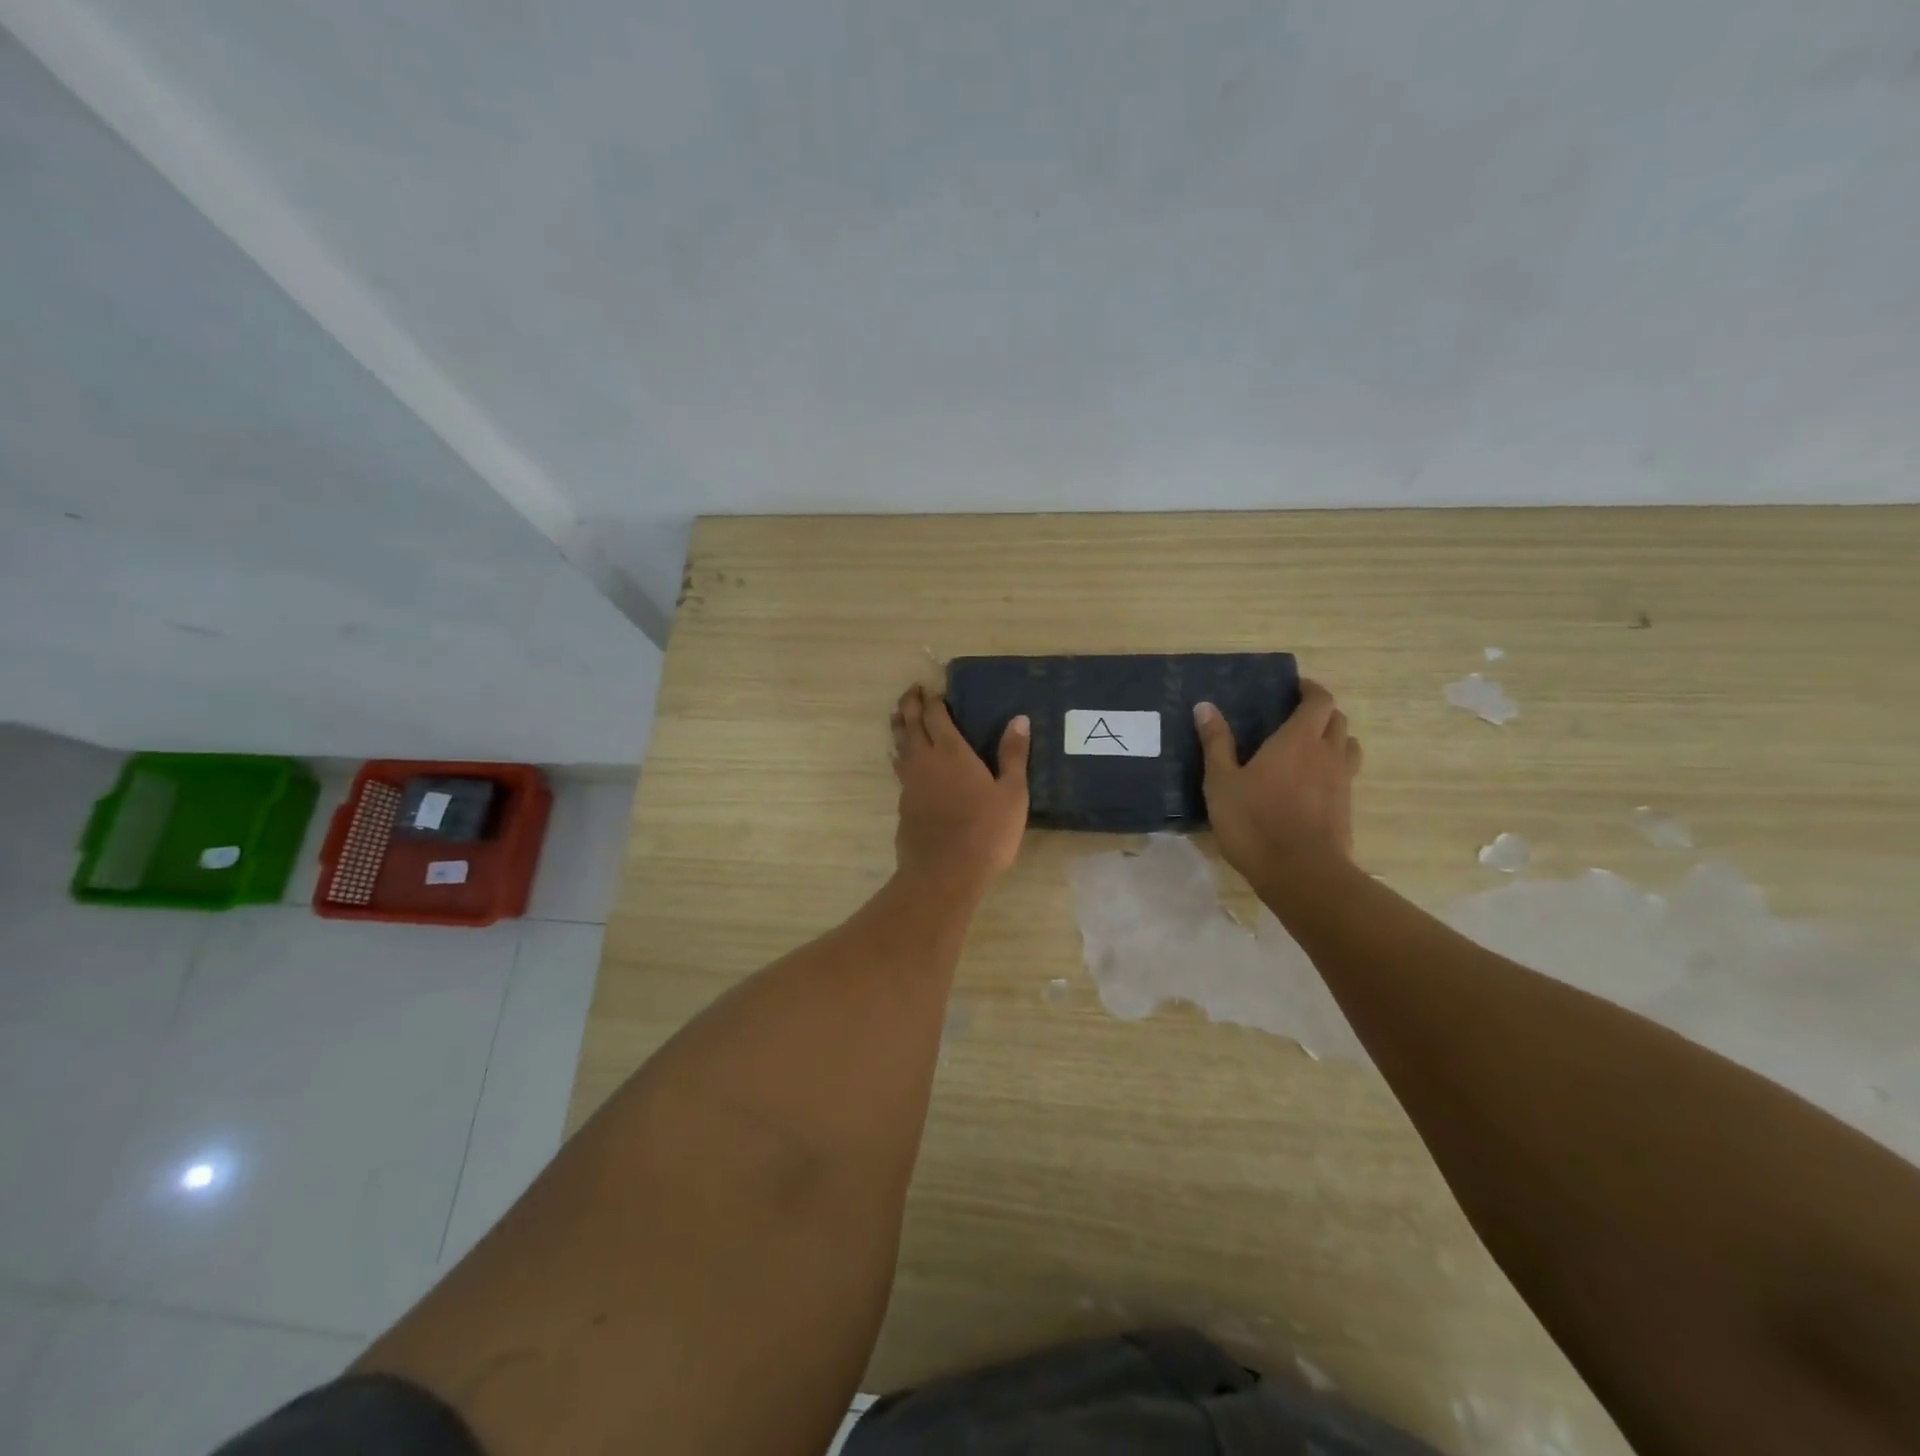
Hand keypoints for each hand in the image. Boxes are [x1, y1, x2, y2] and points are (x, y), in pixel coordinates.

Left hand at [890, 684, 1029, 895]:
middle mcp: (924, 761)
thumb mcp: (1012, 794)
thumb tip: (1018, 719)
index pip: (936, 716)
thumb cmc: (986, 832)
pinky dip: (900, 757)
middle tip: (912, 691)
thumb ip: (1013, 755)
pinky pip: (899, 770)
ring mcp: (909, 784)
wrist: (945, 873)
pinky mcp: (903, 805)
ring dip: (899, 727)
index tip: (934, 690)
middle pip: (910, 724)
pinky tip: (905, 763)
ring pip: (899, 746)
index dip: (934, 700)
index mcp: (951, 752)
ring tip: (900, 717)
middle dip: (910, 704)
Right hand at [1194, 679, 1361, 884]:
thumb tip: (1205, 706)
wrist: (1301, 873)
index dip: (1311, 690)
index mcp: (1297, 740)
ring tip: (1309, 747)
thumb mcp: (1222, 782)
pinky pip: (1346, 774)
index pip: (1319, 700)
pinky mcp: (1346, 807)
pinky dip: (1333, 767)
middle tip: (1296, 717)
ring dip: (1333, 738)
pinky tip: (1312, 783)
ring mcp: (1342, 781)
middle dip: (1321, 712)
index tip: (1295, 688)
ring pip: (1348, 746)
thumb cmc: (1254, 822)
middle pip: (1338, 720)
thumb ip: (1216, 743)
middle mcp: (1327, 753)